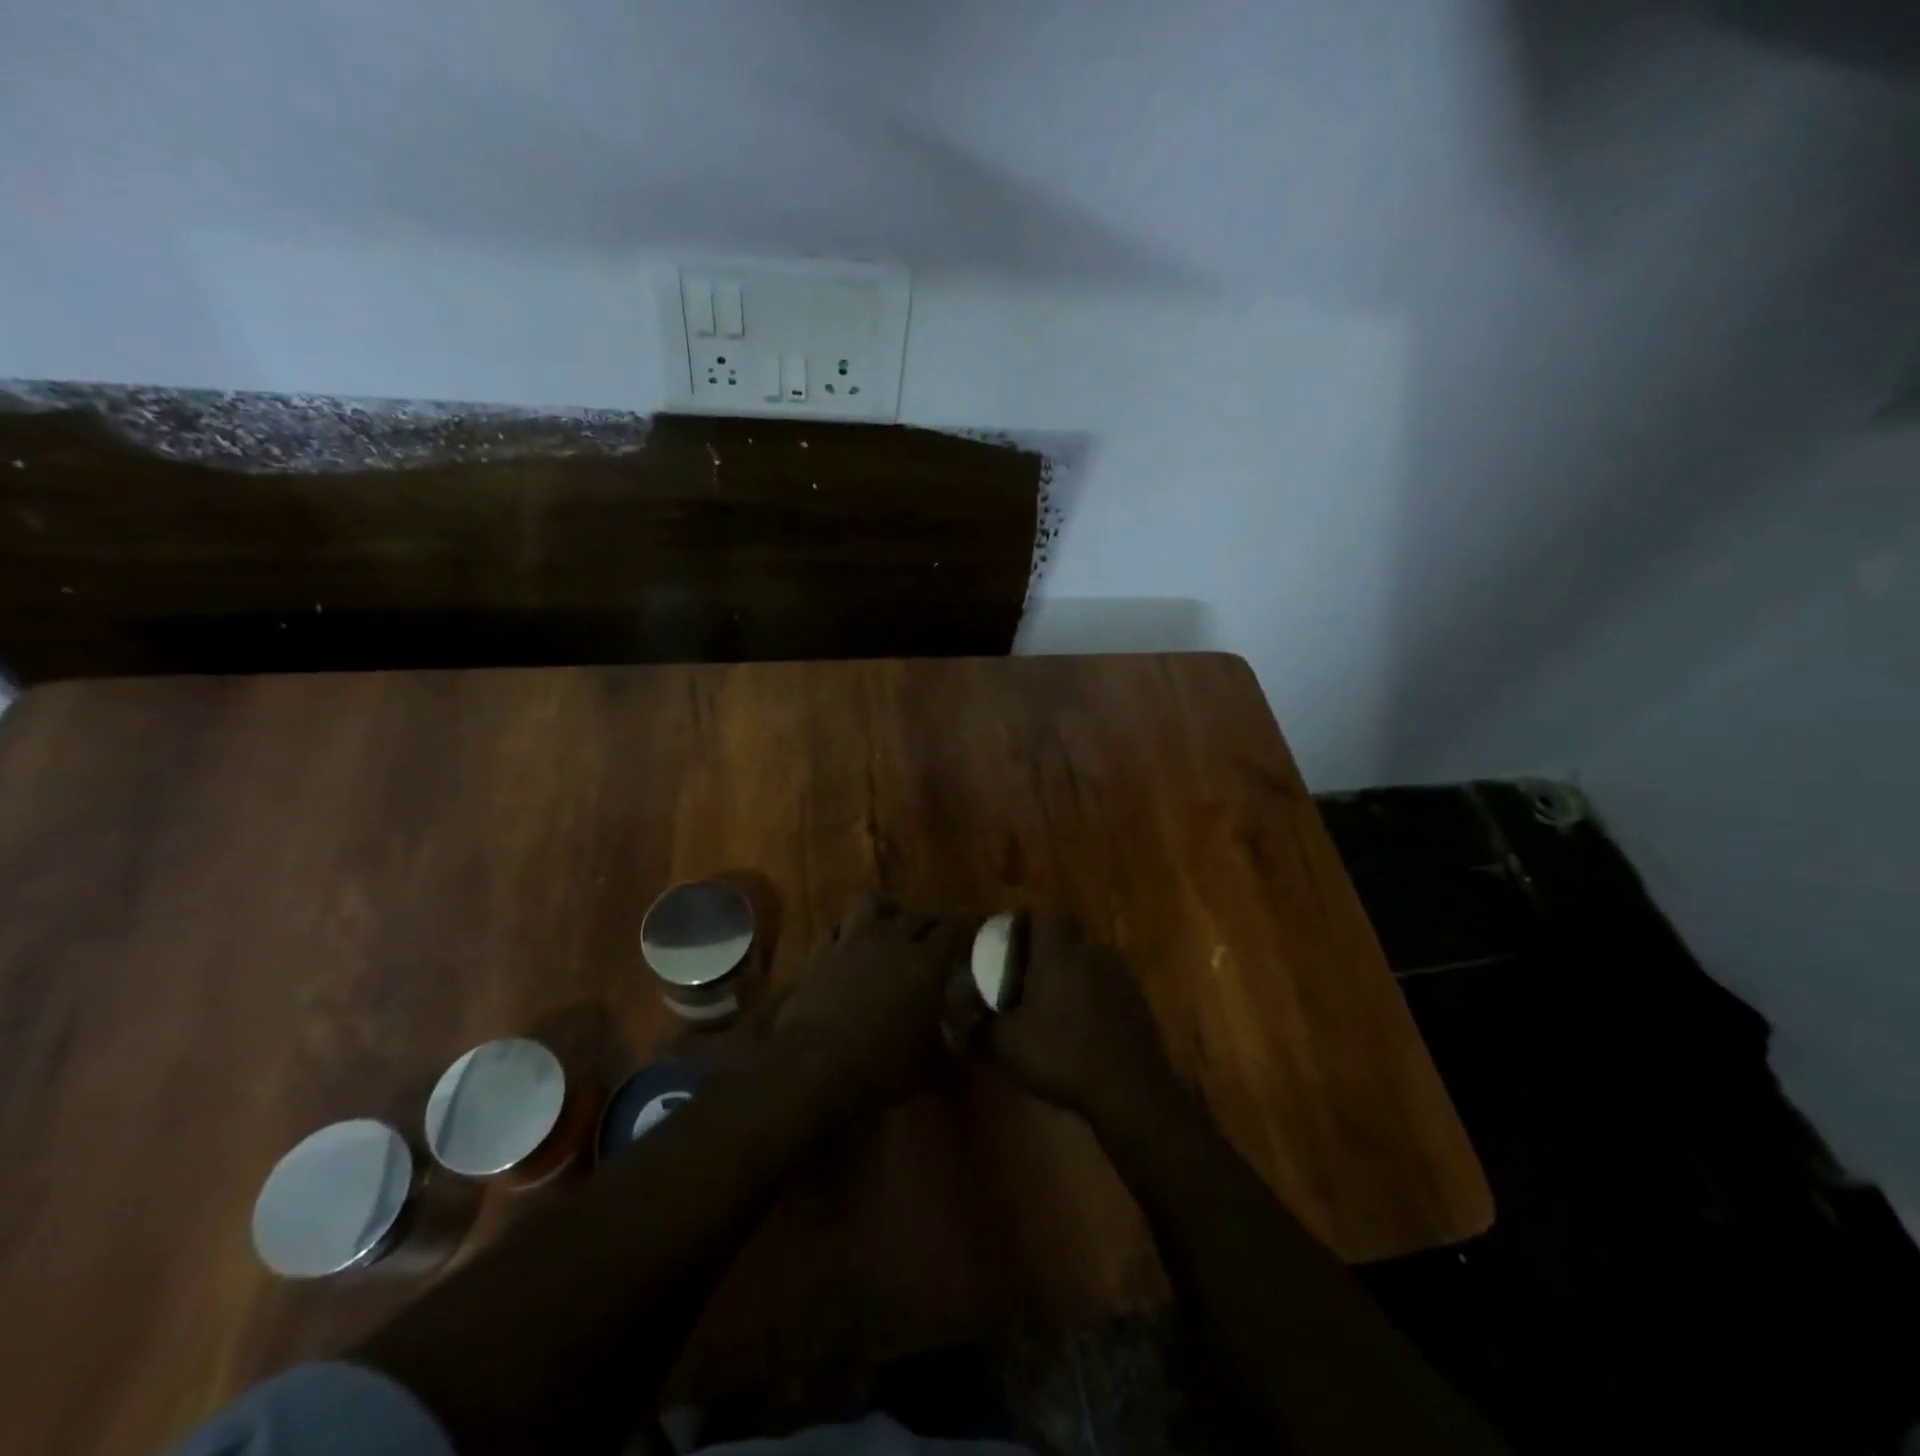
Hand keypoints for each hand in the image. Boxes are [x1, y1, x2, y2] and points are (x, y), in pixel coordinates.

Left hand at [773, 897, 970, 1115]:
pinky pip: (835, 929)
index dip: (965, 929)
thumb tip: (963, 1057)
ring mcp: (852, 943)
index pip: (954, 931)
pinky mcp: (820, 954)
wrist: (814, 1064)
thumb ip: (949, 1055)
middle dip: (930, 923)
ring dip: (885, 911)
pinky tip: (847, 945)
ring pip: (871, 904)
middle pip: (917, 915)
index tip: (972, 932)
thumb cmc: (881, 1065)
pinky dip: (845, 932)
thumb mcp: (927, 1068)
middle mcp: (891, 941)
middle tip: (935, 937)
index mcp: (926, 963)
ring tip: (889, 925)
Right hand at [983, 915, 1179, 1125]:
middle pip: (1065, 930)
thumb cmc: (1061, 1055)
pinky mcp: (1135, 996)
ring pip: (1086, 954)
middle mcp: (1090, 950)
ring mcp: (1118, 971)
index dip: (1021, 923)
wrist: (1129, 1090)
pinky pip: (1104, 978)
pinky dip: (1089, 989)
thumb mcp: (1004, 1045)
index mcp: (1058, 950)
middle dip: (1042, 945)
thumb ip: (977, 1025)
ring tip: (1048, 997)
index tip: (1004, 943)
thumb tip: (957, 1019)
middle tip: (1022, 970)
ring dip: (1067, 966)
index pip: (1041, 913)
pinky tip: (1078, 1019)